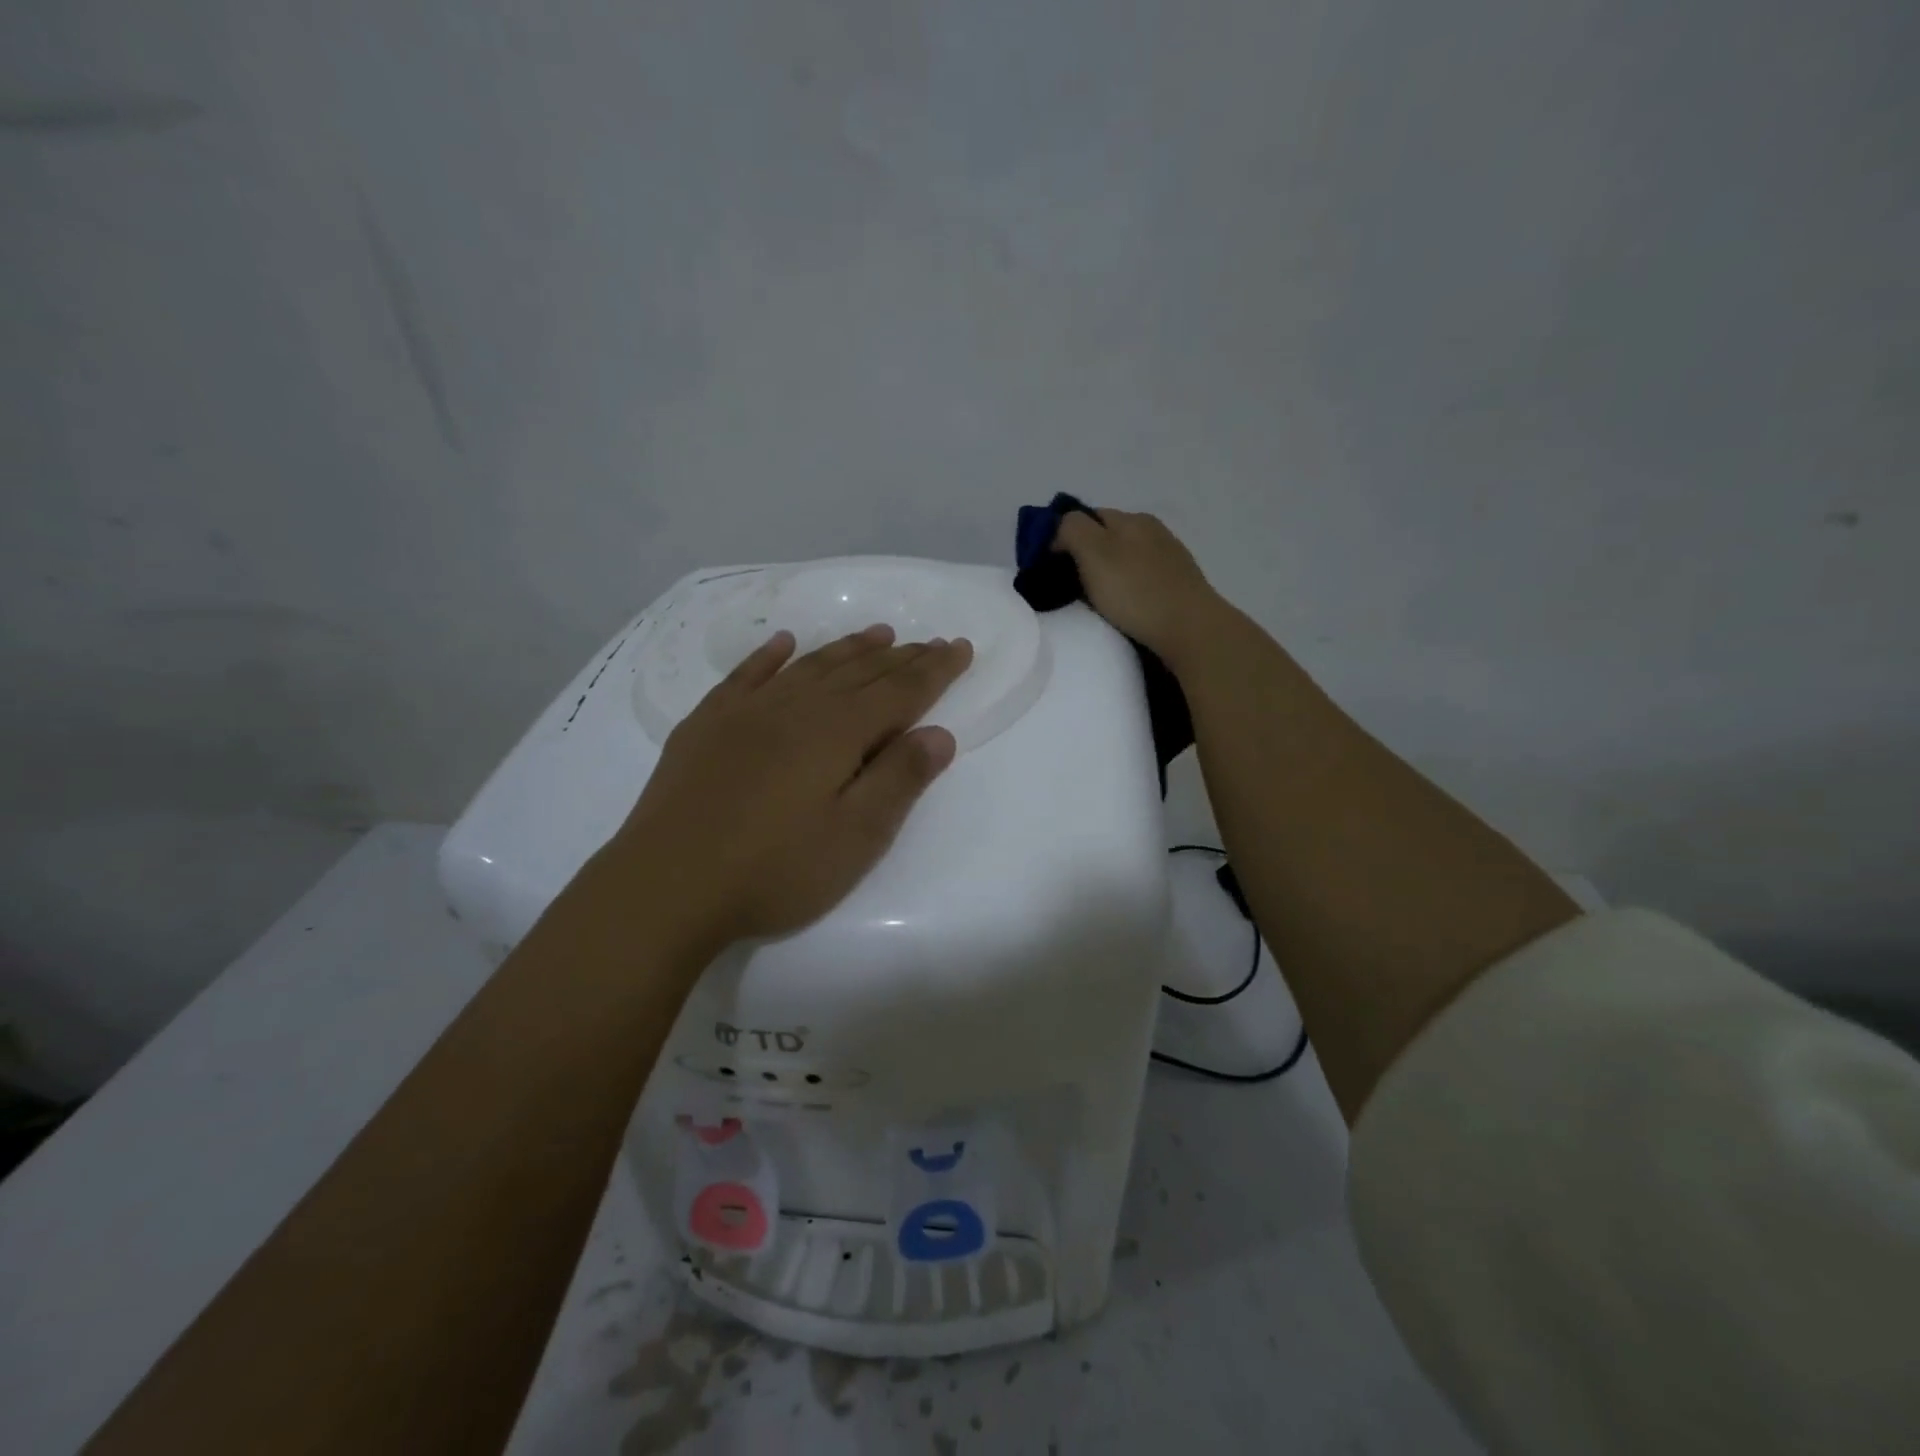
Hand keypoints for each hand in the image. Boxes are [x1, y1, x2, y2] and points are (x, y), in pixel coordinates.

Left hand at [606, 625, 972, 946]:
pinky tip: (784, 643)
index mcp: (837, 732)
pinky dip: (771, 655)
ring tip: (878, 634)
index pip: (901, 691)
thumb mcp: (855, 837)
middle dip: (901, 657)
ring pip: (810, 666)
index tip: (961, 647)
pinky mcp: (707, 725)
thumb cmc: (773, 870)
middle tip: (931, 642)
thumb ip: (900, 781)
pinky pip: (746, 675)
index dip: (936, 670)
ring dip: (848, 649)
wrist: (666, 885)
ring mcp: (746, 711)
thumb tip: (940, 734)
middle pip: (860, 672)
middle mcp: (796, 707)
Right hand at [1054, 509, 1223, 662]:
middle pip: (1108, 536)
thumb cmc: (1135, 591)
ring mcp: (1170, 558)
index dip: (1063, 536)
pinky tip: (1125, 607)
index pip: (1087, 515)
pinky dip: (1128, 588)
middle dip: (1086, 555)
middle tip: (1068, 585)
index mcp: (1131, 518)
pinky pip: (1142, 579)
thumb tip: (1061, 529)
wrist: (1189, 629)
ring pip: (1126, 558)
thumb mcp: (1093, 551)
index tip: (1050, 565)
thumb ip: (1071, 529)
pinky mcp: (1179, 585)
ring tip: (1095, 600)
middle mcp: (1153, 530)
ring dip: (1108, 573)